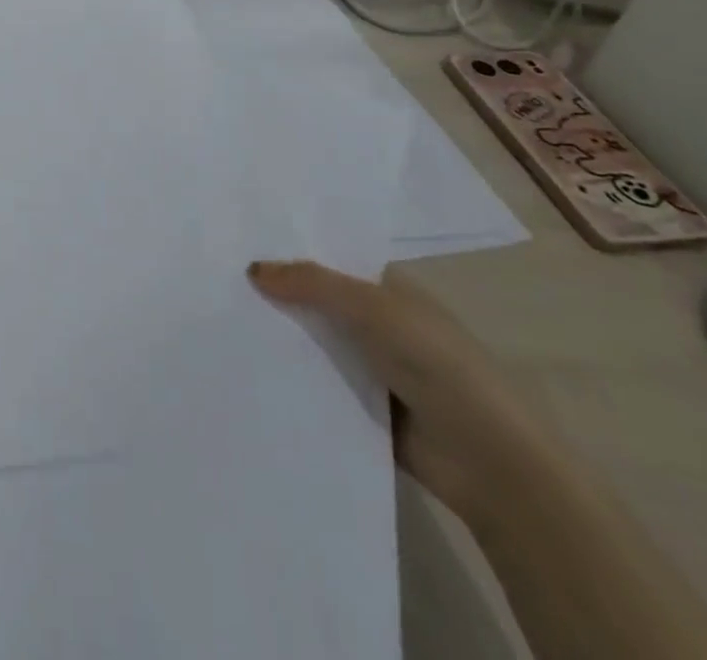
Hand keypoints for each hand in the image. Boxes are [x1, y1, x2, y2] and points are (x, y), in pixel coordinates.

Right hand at [248, 260, 551, 522]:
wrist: (489, 461)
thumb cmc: (436, 362)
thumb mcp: (371, 308)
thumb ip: (312, 283)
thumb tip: (252, 268)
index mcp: (388, 289)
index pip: (330, 261)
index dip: (290, 252)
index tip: (238, 245)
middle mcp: (379, 324)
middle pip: (318, 303)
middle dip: (277, 296)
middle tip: (217, 284)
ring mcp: (372, 369)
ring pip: (315, 346)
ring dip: (281, 341)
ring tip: (218, 325)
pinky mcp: (364, 411)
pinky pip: (319, 388)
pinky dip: (292, 382)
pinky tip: (247, 373)